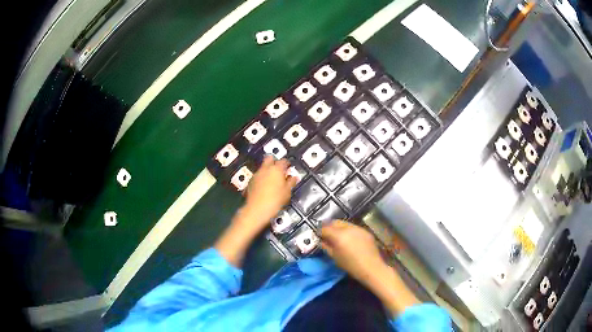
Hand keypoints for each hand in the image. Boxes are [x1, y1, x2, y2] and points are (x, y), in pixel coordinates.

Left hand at [242, 156, 296, 229]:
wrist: (257, 210)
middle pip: (270, 158)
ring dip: (268, 170)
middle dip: (275, 161)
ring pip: (263, 167)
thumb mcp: (287, 192)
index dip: (287, 164)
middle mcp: (265, 168)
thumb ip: (291, 182)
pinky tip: (265, 186)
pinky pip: (258, 175)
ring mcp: (256, 174)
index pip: (284, 161)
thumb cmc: (275, 200)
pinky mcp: (250, 181)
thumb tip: (294, 177)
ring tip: (273, 180)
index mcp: (277, 169)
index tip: (289, 169)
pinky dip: (262, 177)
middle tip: (280, 170)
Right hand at [320, 220, 385, 283]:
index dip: (319, 231)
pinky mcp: (365, 231)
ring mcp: (358, 228)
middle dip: (329, 226)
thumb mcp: (335, 257)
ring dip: (338, 227)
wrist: (371, 267)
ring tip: (337, 236)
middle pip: (335, 222)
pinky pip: (353, 227)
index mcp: (339, 235)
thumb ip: (326, 246)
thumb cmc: (350, 265)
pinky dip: (348, 230)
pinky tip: (348, 238)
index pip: (325, 228)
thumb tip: (321, 240)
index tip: (317, 235)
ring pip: (344, 223)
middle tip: (325, 233)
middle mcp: (348, 228)